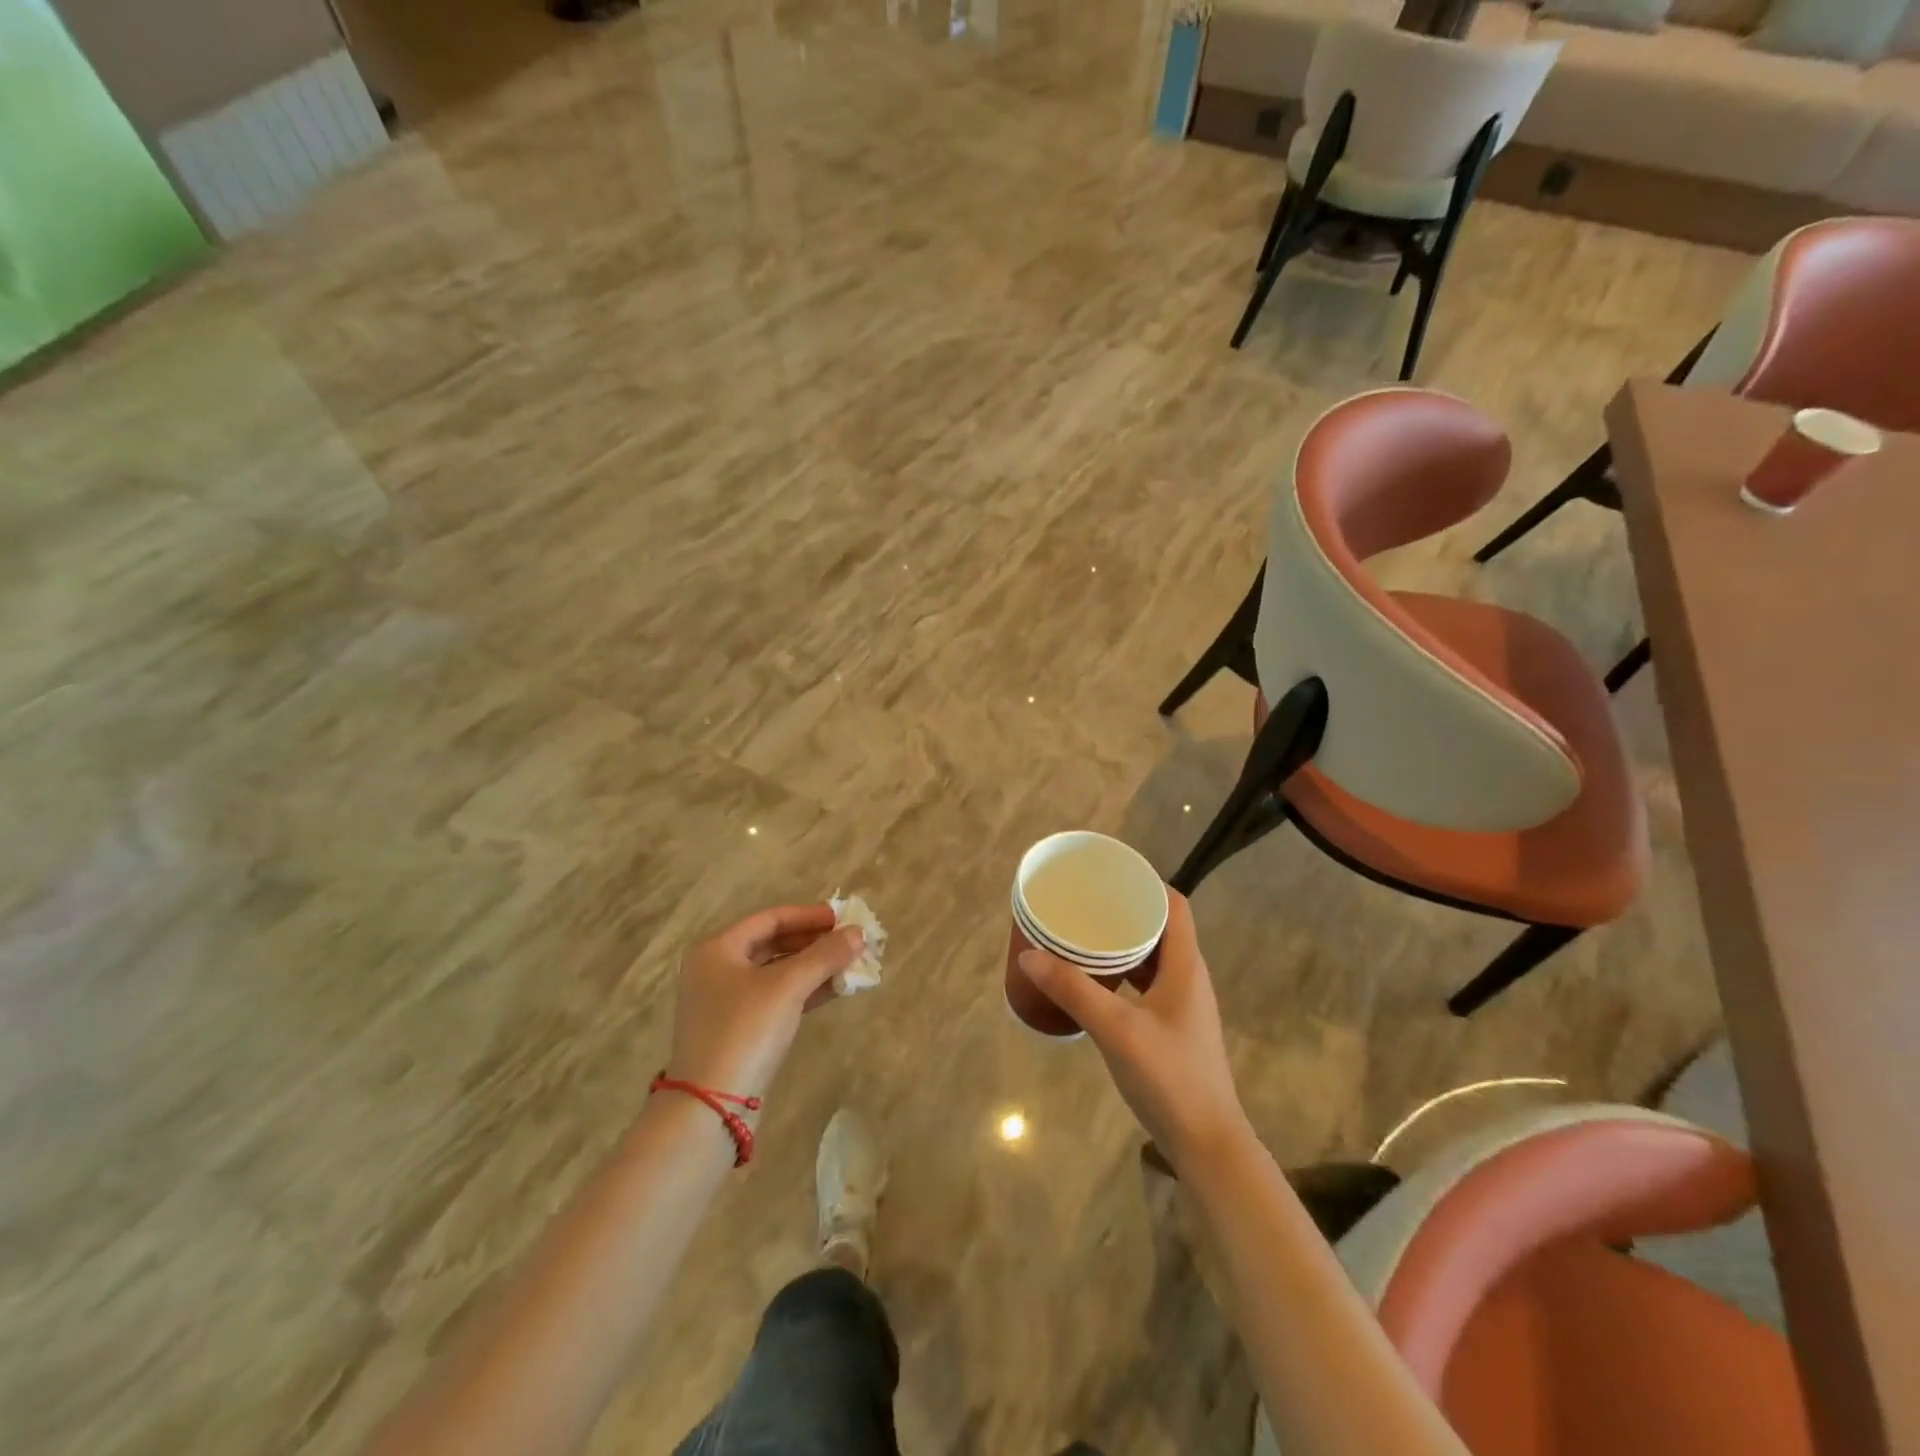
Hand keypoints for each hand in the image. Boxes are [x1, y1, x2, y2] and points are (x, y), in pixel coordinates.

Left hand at [665, 904, 864, 1099]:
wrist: (712, 1105)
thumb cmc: (745, 1030)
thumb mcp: (788, 986)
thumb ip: (825, 955)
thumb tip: (858, 932)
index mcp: (718, 949)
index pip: (770, 918)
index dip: (809, 916)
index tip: (843, 919)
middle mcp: (717, 969)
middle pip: (773, 943)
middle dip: (814, 942)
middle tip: (850, 942)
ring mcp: (726, 1002)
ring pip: (777, 972)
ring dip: (813, 967)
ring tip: (850, 964)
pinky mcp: (738, 1030)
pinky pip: (777, 997)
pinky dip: (804, 991)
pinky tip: (835, 990)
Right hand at [1019, 891, 1252, 1169]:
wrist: (1207, 1143)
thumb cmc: (1168, 1077)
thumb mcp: (1115, 1029)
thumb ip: (1073, 990)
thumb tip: (1029, 954)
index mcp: (1185, 966)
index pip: (1174, 905)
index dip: (1145, 884)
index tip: (1108, 876)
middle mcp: (1187, 977)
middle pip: (1160, 928)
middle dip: (1124, 911)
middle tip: (1084, 904)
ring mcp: (1182, 1004)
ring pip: (1152, 957)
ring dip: (1122, 944)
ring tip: (1083, 935)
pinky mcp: (1172, 1027)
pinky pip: (1146, 983)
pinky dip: (1122, 973)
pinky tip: (1095, 981)